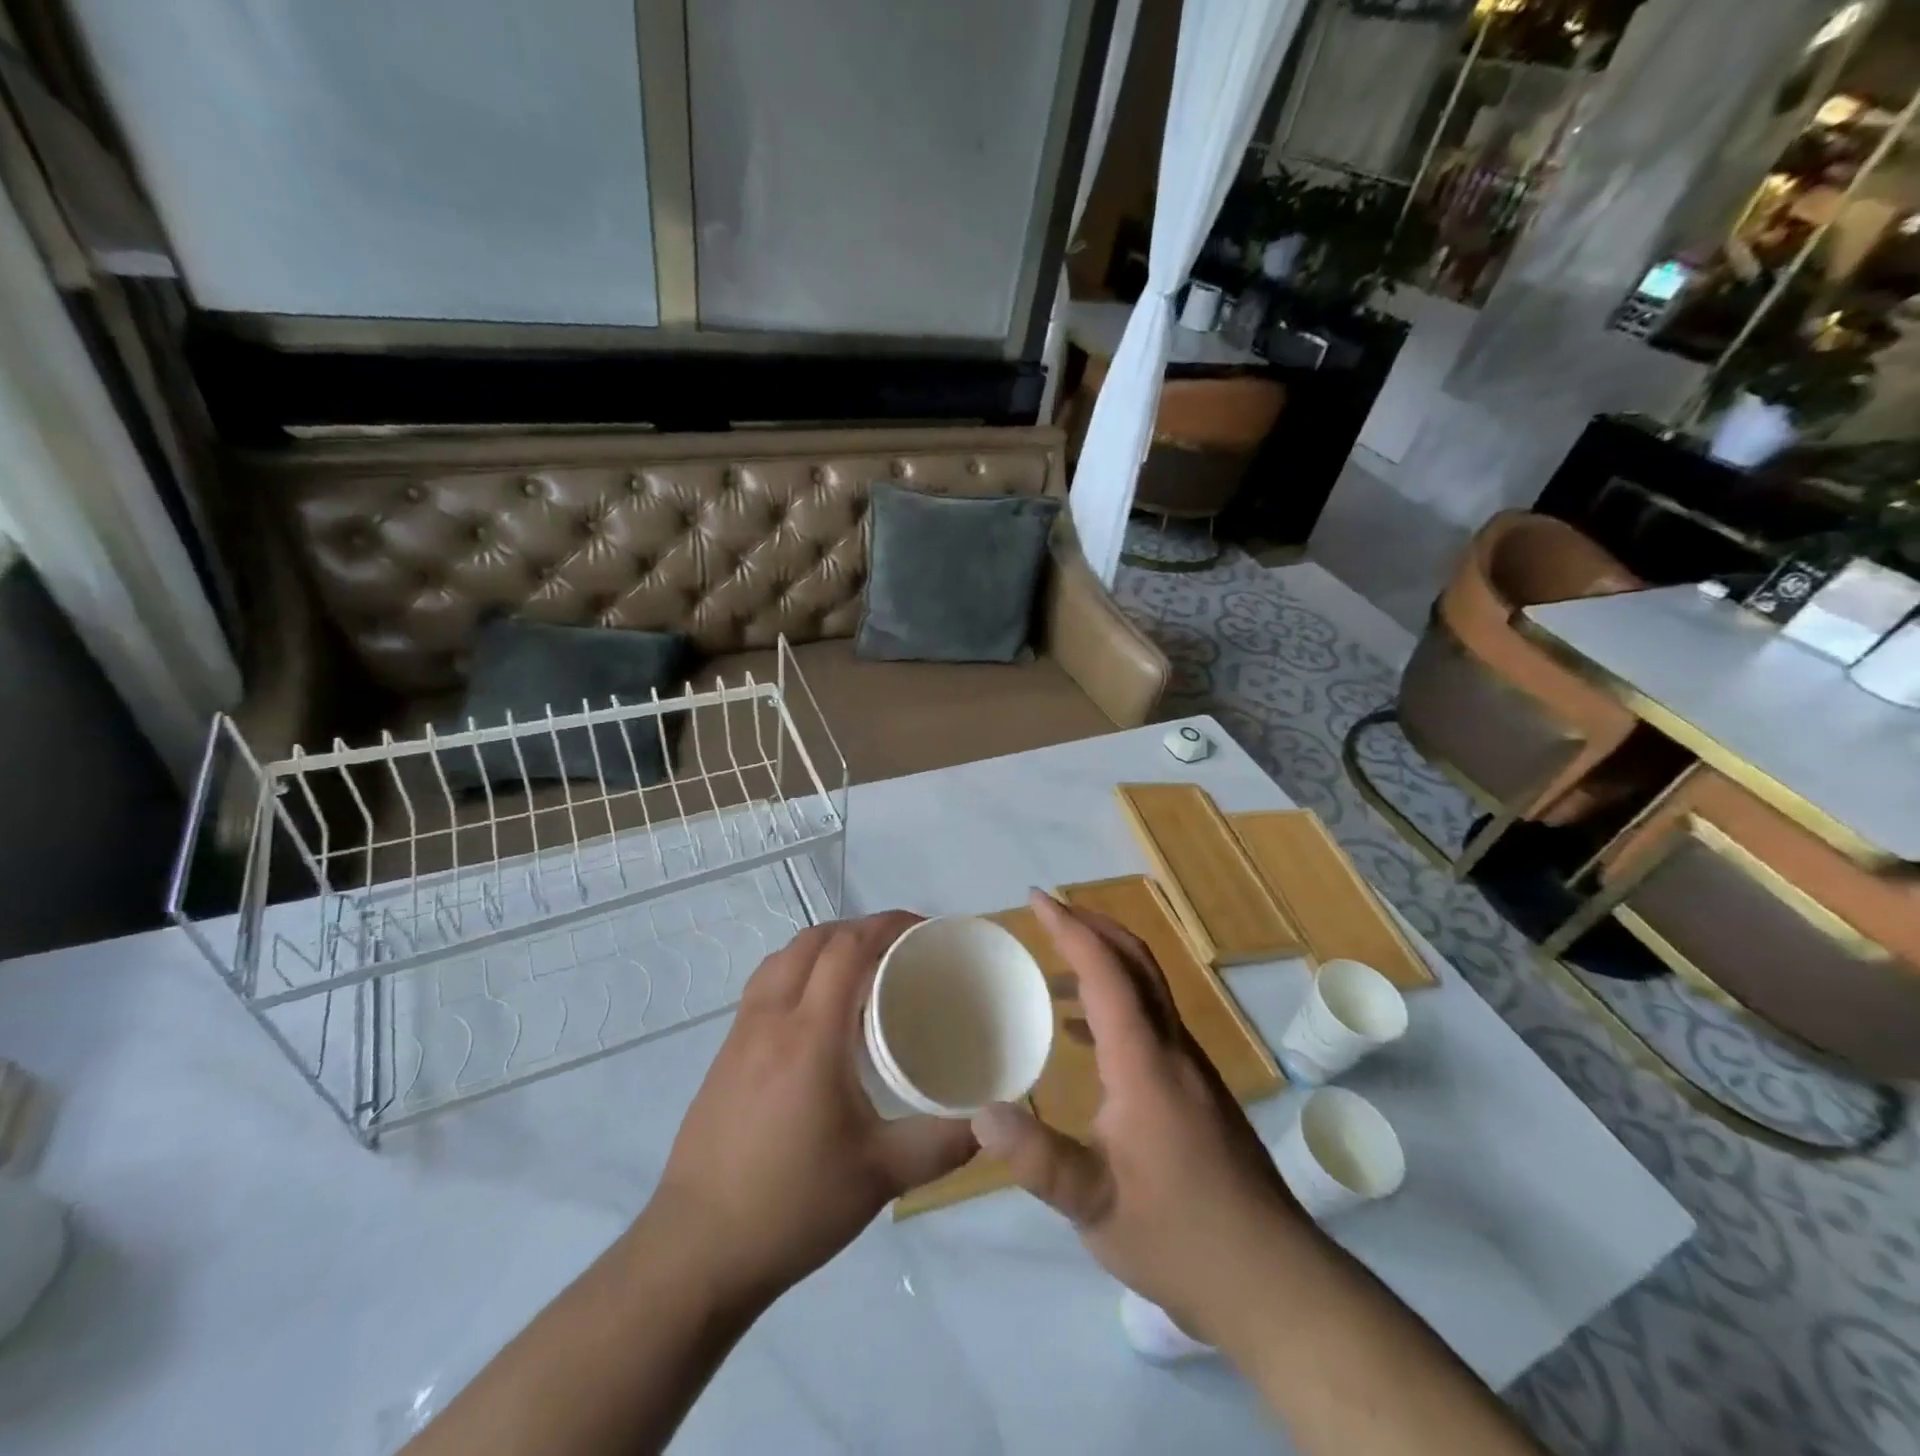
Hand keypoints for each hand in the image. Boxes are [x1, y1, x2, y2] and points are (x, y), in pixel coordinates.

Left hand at [650, 912, 977, 1314]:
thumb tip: (991, 1121)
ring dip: (822, 947)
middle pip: (812, 941)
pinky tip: (814, 1016)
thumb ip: (942, 1143)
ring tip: (858, 972)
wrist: (696, 1252)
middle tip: (897, 948)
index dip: (885, 925)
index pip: (847, 949)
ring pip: (781, 959)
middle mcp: (771, 1019)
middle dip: (857, 929)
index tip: (921, 928)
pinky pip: (763, 987)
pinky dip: (796, 973)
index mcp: (810, 1035)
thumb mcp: (881, 1177)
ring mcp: (739, 1035)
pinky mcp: (723, 1056)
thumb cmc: (793, 1206)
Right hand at [970, 891, 1301, 1347]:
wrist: (1271, 1281)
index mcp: (1145, 1061)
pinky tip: (1083, 1036)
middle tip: (1049, 912)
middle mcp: (1173, 1048)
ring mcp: (1191, 1068)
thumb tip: (979, 1114)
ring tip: (1055, 968)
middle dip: (1093, 925)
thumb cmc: (1178, 1236)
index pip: (1106, 971)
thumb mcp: (1093, 1205)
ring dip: (1105, 962)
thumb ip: (1037, 1159)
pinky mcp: (1198, 1090)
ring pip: (1148, 988)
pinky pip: (1152, 1020)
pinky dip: (1115, 1003)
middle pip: (1137, 962)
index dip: (1070, 928)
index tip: (1036, 899)